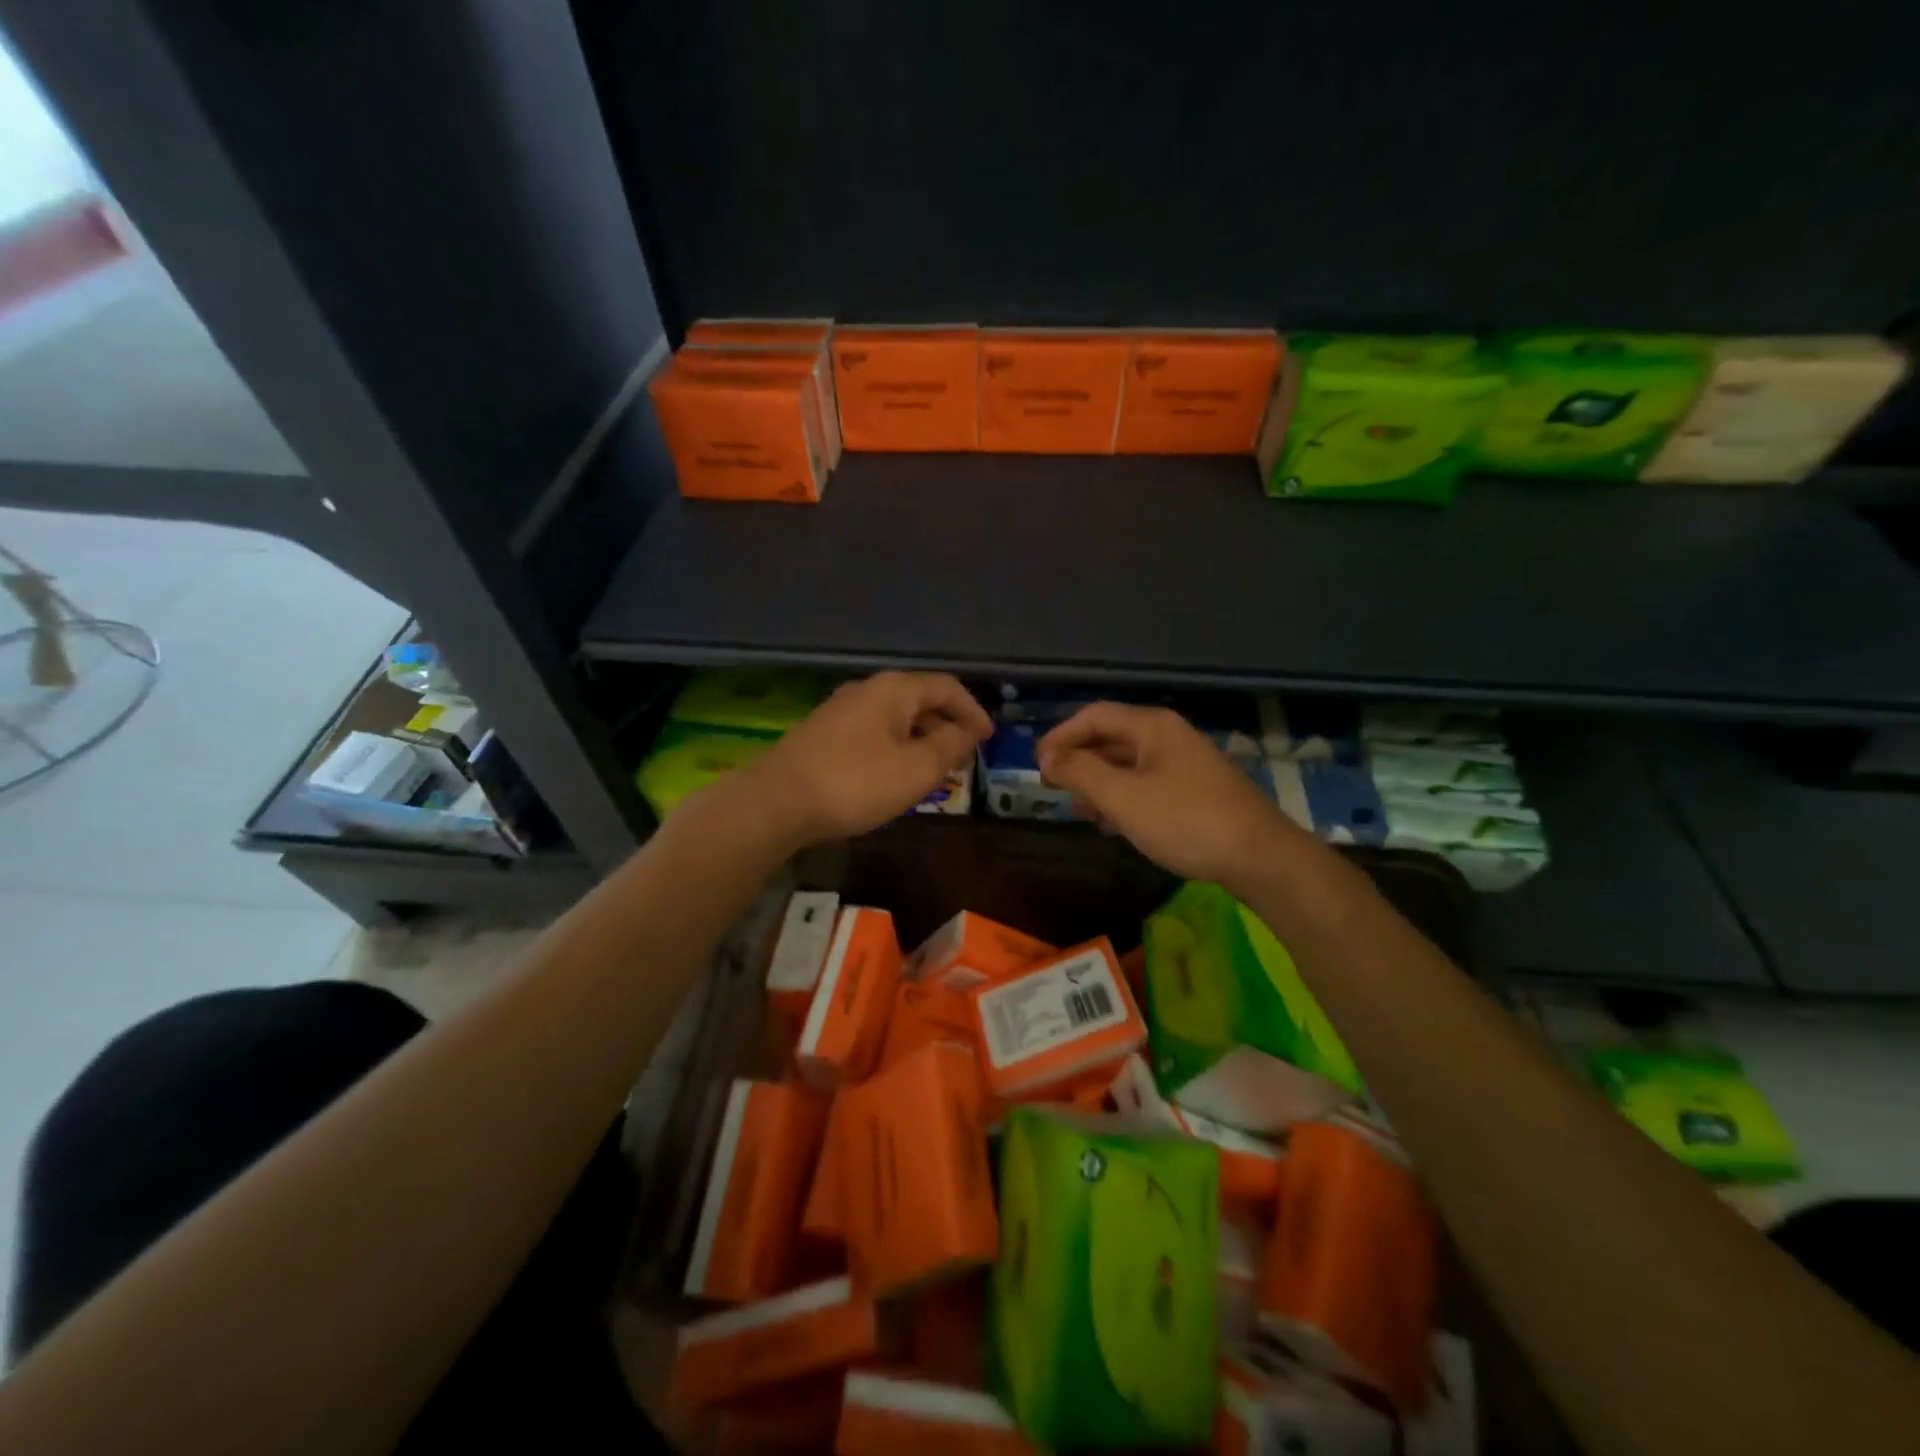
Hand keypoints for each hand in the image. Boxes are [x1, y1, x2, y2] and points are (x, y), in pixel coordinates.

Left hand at [744, 671, 992, 844]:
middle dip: (948, 725)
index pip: (946, 686)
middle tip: (965, 756)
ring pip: (895, 718)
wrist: (776, 802)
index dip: (973, 710)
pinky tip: (895, 775)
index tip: (989, 738)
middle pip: (920, 699)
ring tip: (936, 770)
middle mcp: (867, 690)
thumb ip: (950, 746)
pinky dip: (896, 747)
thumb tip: (967, 731)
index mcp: (894, 689)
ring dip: (922, 739)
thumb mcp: (916, 769)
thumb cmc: (855, 782)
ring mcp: (840, 711)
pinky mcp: (823, 734)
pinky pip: (873, 732)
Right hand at [1037, 702, 1302, 887]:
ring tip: (1078, 810)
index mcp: (1152, 726)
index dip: (1060, 736)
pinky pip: (1147, 784)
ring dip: (1098, 783)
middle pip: (1111, 738)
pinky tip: (1113, 823)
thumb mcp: (1122, 797)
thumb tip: (1048, 758)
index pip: (1093, 716)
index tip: (1037, 765)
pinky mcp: (1196, 791)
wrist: (1259, 857)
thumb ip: (1080, 772)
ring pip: (1128, 764)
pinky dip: (1122, 797)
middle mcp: (1169, 736)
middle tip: (1052, 788)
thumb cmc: (1184, 821)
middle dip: (1078, 761)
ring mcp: (1186, 764)